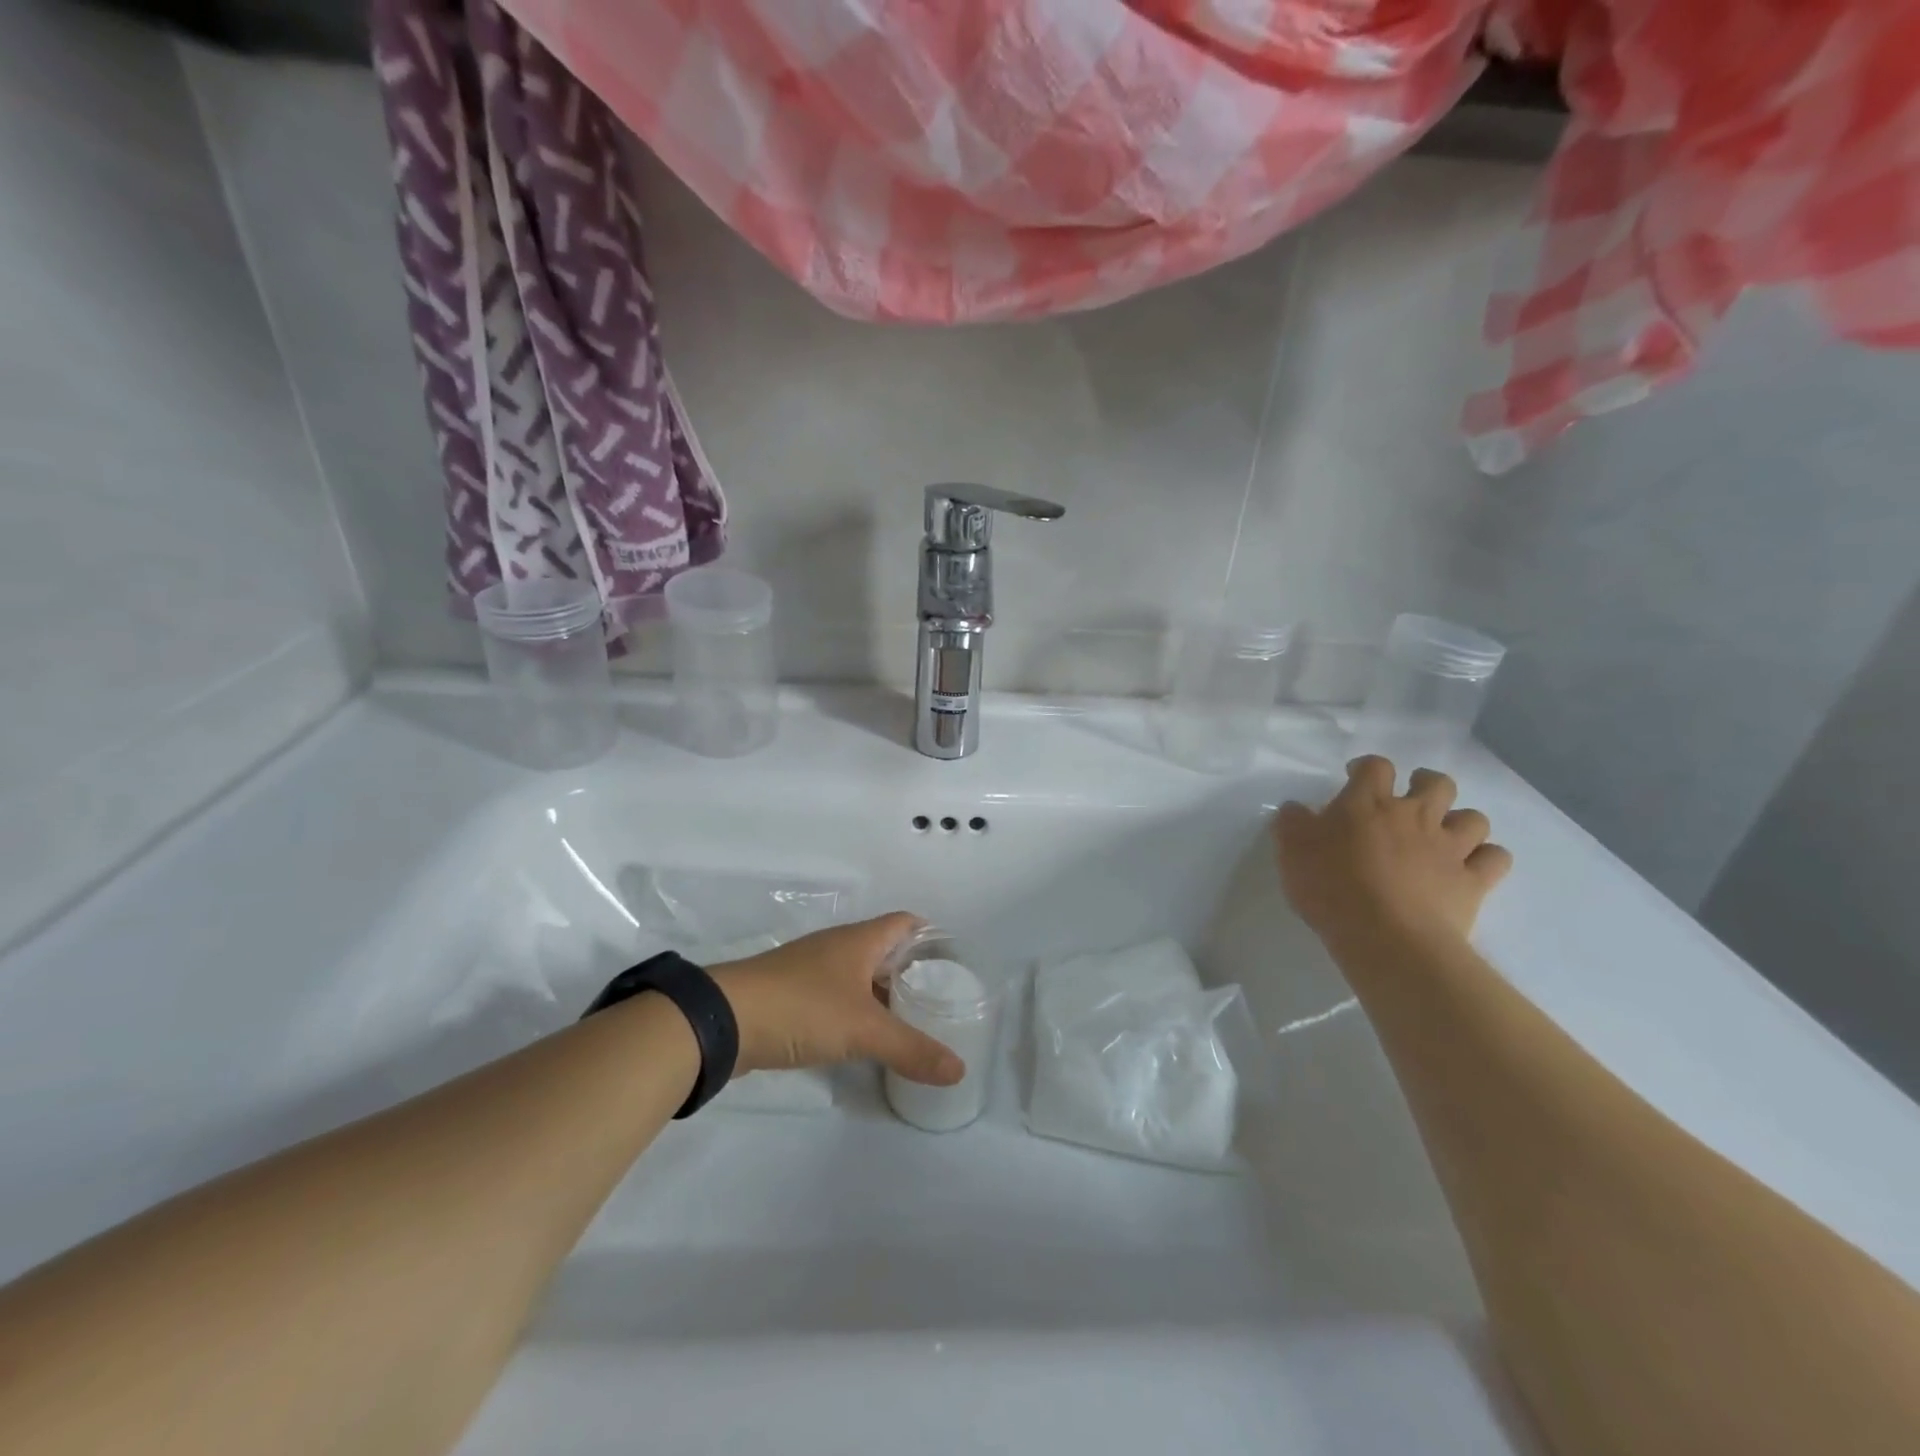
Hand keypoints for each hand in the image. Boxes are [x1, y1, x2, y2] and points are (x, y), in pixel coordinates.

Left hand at [711, 914, 964, 1086]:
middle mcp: (837, 948)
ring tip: (910, 1020)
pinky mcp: (791, 996)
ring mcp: (811, 971)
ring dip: (883, 994)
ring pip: (859, 976)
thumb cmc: (802, 1007)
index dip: (931, 936)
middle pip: (884, 950)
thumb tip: (959, 1069)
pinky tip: (865, 1038)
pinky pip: (836, 998)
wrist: (723, 1021)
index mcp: (859, 940)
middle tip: (940, 998)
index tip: (954, 962)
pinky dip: (856, 1012)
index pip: (905, 923)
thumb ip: (912, 1048)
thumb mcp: (864, 1029)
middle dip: (911, 971)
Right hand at [1274, 757, 1511, 949]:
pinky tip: (1472, 866)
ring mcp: (1449, 848)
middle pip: (1437, 783)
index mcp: (1368, 804)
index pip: (1375, 767)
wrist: (1385, 936)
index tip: (1355, 777)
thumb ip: (1292, 823)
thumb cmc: (1331, 887)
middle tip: (1410, 798)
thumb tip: (1295, 809)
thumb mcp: (1291, 851)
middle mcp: (1414, 816)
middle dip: (1426, 784)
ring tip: (1444, 835)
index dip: (1367, 767)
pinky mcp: (1473, 882)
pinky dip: (1487, 858)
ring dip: (1460, 821)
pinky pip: (1496, 858)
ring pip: (1473, 818)